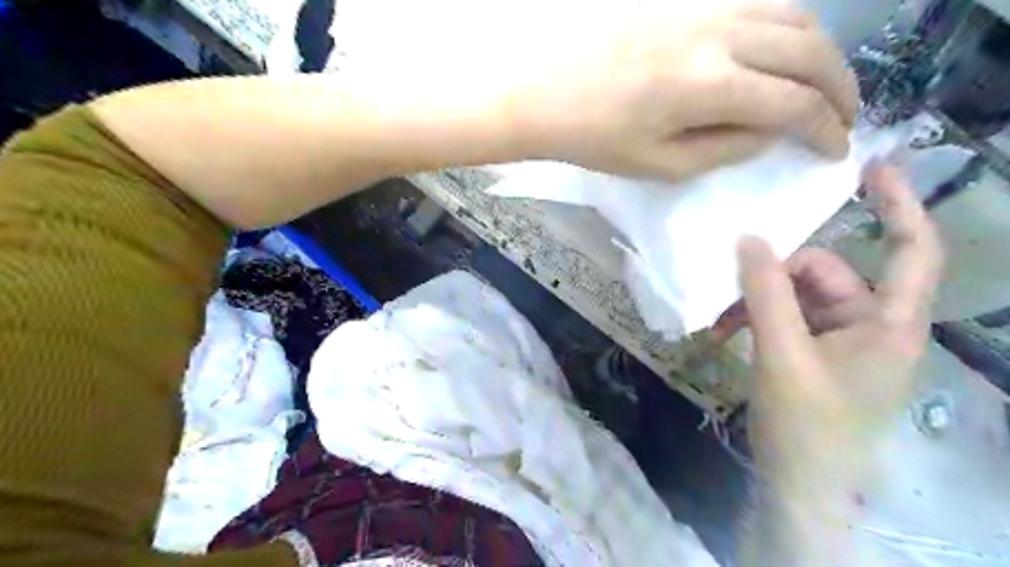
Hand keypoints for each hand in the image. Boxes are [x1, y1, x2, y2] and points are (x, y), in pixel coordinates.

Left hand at [521, 0, 858, 181]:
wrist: (539, 89)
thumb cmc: (593, 137)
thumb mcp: (659, 164)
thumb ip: (725, 148)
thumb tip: (769, 131)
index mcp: (710, 85)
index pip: (795, 103)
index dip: (825, 129)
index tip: (835, 149)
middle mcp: (720, 32)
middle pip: (809, 50)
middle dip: (839, 88)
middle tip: (844, 117)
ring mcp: (704, 4)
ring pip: (791, 15)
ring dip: (819, 52)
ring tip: (820, 85)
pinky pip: (757, 2)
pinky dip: (785, 26)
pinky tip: (779, 51)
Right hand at [739, 167, 943, 484]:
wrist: (798, 481)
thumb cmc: (805, 424)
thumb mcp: (781, 355)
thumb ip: (766, 294)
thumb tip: (749, 239)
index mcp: (888, 324)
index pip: (911, 251)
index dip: (898, 205)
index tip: (870, 167)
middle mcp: (870, 324)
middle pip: (825, 273)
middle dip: (774, 279)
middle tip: (729, 293)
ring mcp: (839, 338)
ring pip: (796, 295)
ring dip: (755, 302)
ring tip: (719, 322)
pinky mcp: (814, 350)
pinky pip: (784, 316)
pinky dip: (755, 319)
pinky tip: (725, 332)